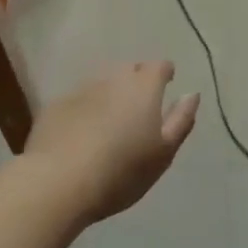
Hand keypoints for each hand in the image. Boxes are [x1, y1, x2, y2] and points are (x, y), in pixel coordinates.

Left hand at [24, 62, 199, 223]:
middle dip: (137, 81)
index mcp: (143, 87)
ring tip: (111, 120)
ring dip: (110, 95)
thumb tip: (192, 94)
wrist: (58, 182)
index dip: (164, 73)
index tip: (167, 84)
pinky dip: (85, 109)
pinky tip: (82, 133)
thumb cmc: (121, 171)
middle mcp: (113, 79)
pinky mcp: (55, 105)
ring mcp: (81, 90)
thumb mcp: (163, 153)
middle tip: (139, 107)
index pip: (159, 66)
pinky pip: (78, 100)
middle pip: (129, 69)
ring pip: (102, 83)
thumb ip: (181, 120)